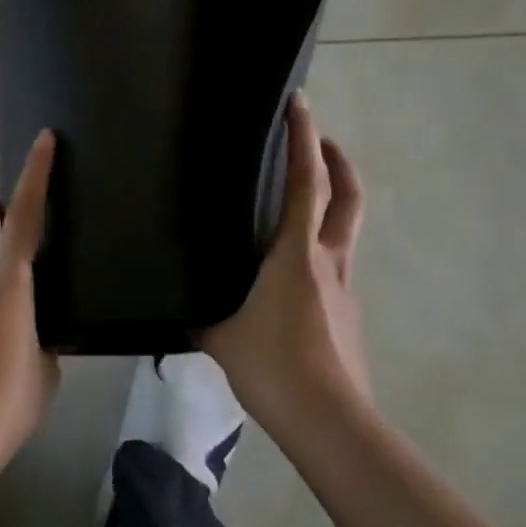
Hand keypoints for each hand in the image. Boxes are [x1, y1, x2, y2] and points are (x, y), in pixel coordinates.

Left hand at [0, 130, 59, 467]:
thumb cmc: (8, 398)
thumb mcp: (45, 369)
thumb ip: (43, 343)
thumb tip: (40, 340)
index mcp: (8, 283)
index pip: (25, 216)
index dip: (35, 175)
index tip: (43, 140)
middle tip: (12, 210)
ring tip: (20, 286)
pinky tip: (1, 330)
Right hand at [202, 92, 373, 434]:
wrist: (329, 422)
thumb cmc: (273, 368)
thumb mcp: (220, 335)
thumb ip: (198, 313)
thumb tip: (178, 304)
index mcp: (296, 254)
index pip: (307, 182)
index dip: (304, 138)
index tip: (300, 104)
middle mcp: (329, 260)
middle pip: (347, 195)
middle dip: (336, 159)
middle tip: (316, 138)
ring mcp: (344, 286)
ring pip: (346, 227)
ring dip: (334, 198)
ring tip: (302, 196)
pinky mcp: (347, 311)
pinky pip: (335, 261)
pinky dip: (321, 242)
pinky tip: (293, 266)